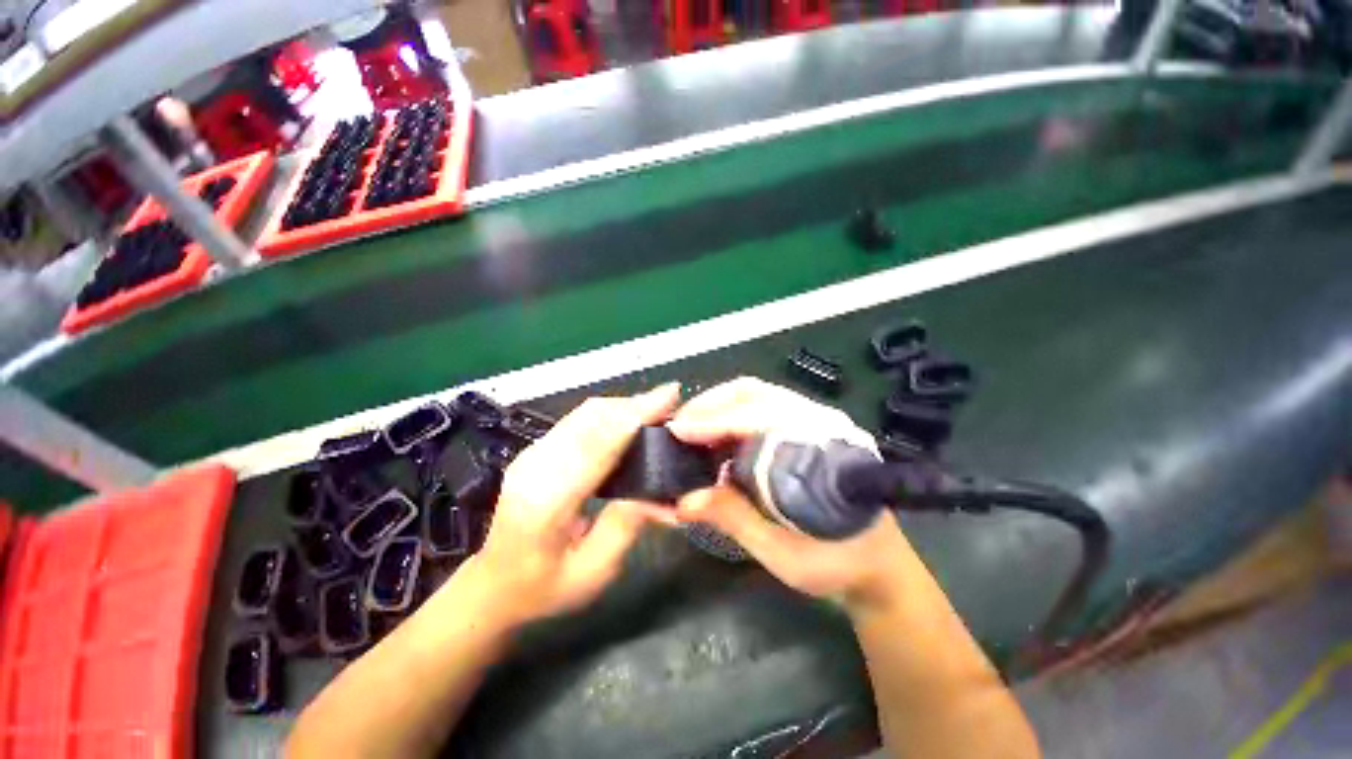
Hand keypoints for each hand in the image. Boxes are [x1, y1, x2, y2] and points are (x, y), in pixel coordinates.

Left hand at [464, 384, 681, 627]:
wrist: (491, 585)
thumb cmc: (543, 588)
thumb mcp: (592, 571)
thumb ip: (626, 525)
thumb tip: (659, 491)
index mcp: (548, 500)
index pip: (597, 444)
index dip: (634, 416)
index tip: (668, 396)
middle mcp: (536, 466)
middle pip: (591, 418)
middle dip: (634, 404)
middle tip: (670, 401)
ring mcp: (532, 454)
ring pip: (584, 413)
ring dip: (622, 406)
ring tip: (656, 408)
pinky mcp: (535, 450)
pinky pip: (577, 420)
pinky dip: (608, 413)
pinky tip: (629, 419)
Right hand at [668, 377, 915, 611]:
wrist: (880, 567)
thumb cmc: (836, 562)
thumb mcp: (782, 550)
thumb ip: (733, 517)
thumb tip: (683, 499)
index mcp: (818, 449)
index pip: (755, 417)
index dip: (712, 421)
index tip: (677, 431)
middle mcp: (818, 422)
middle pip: (754, 392)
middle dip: (711, 404)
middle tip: (679, 426)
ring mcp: (814, 421)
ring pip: (756, 395)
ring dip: (719, 406)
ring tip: (691, 428)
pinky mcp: (806, 429)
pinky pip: (761, 408)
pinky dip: (731, 416)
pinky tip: (715, 436)